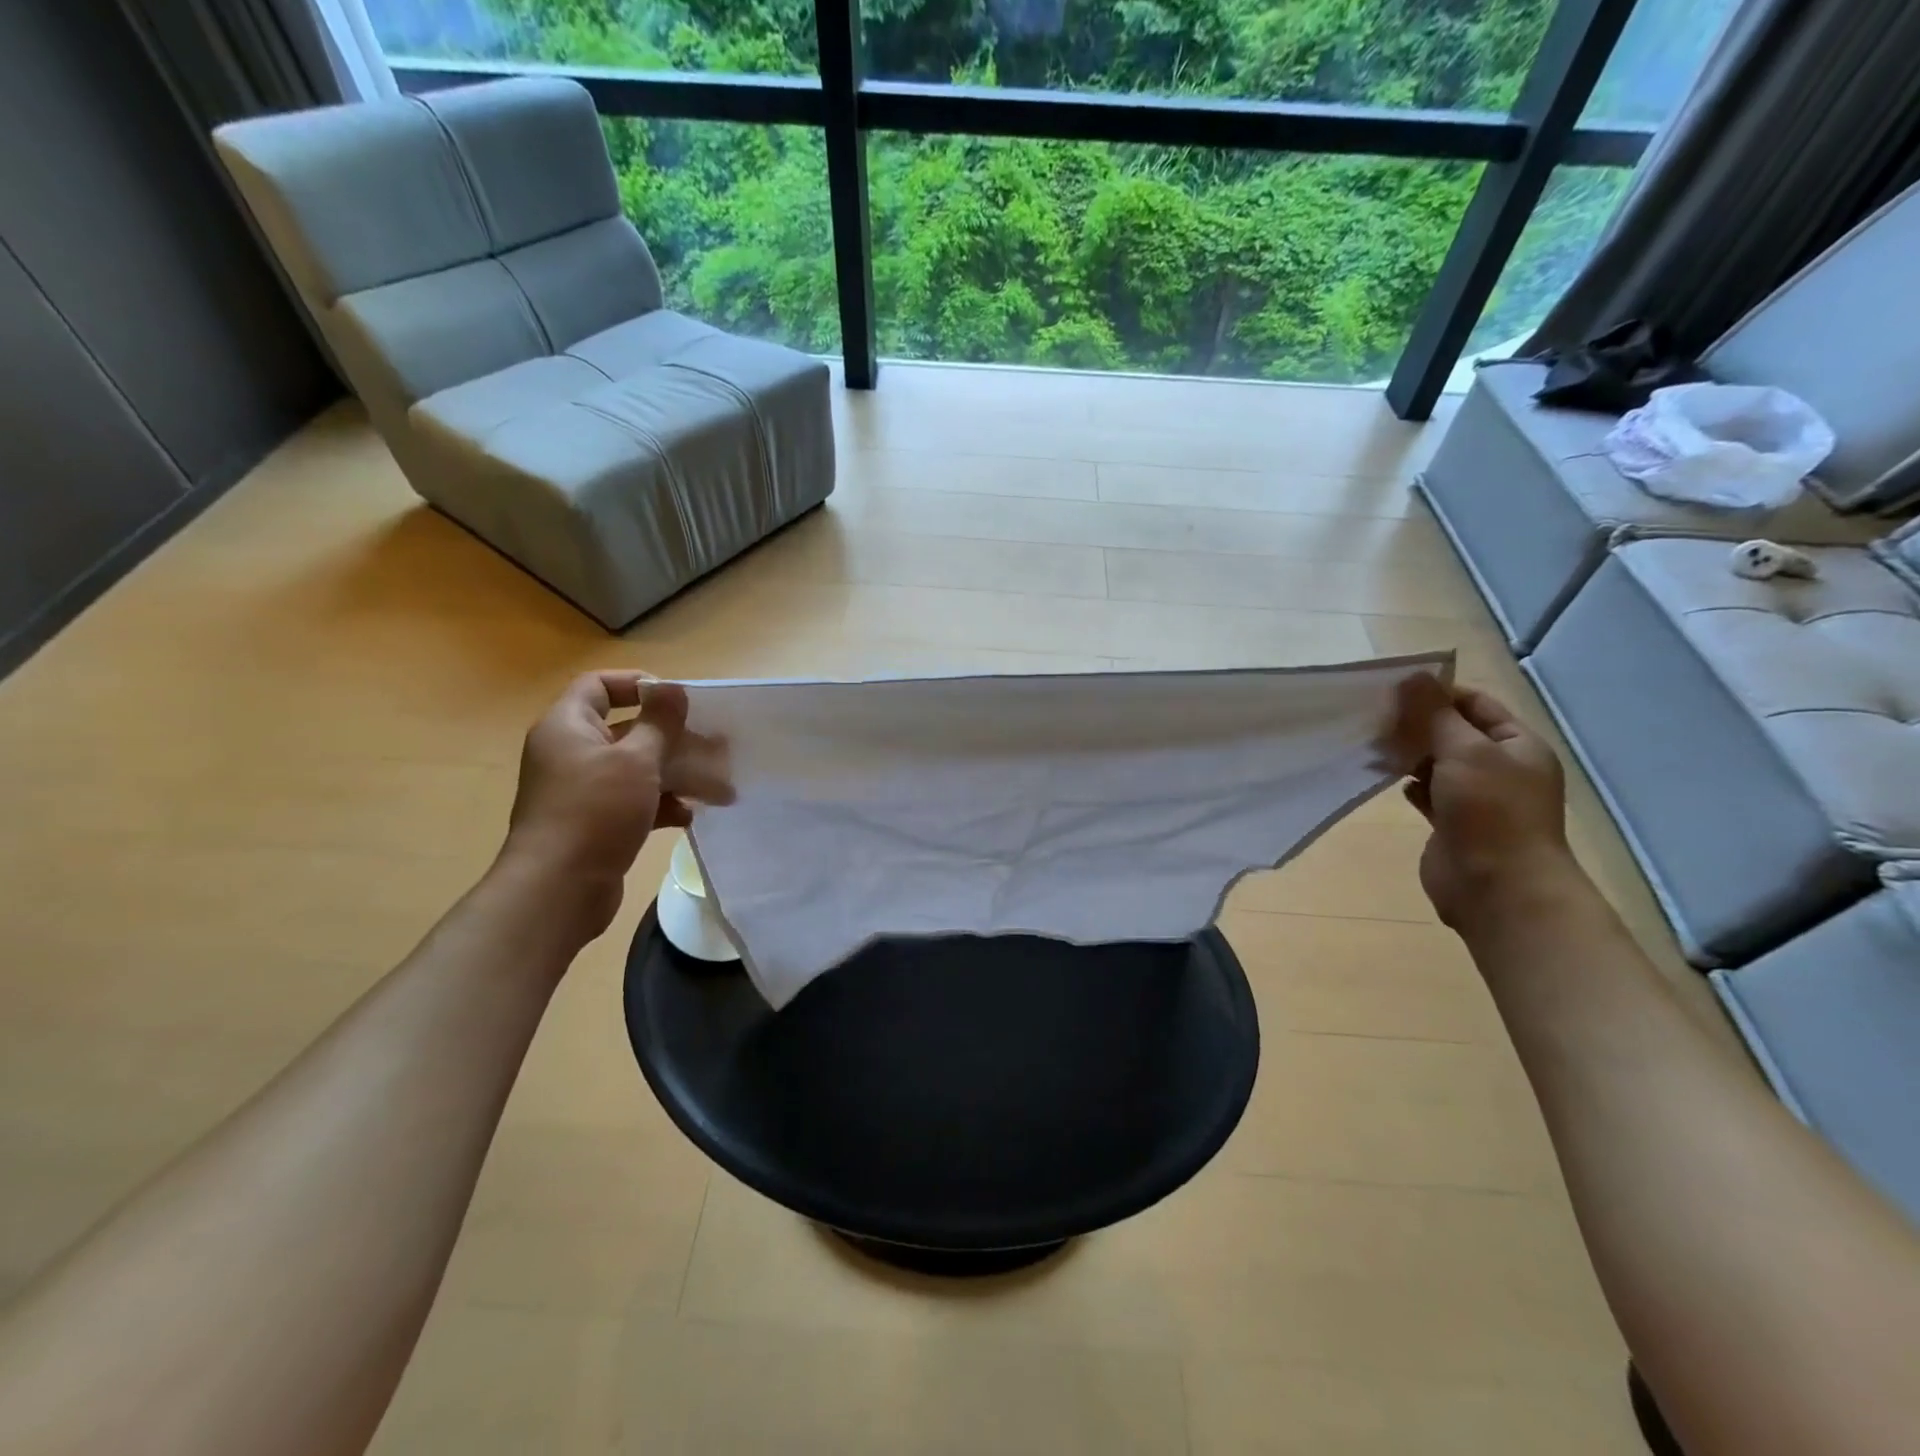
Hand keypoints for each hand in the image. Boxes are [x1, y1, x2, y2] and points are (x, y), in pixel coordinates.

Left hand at [499, 672, 731, 938]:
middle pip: (627, 729)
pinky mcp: (595, 822)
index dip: (638, 684)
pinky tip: (689, 815)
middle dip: (674, 738)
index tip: (678, 700)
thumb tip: (673, 688)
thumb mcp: (636, 760)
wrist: (559, 888)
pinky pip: (634, 801)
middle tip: (715, 746)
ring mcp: (582, 790)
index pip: (599, 685)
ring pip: (636, 768)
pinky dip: (661, 804)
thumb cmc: (596, 811)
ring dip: (676, 774)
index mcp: (568, 726)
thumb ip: (659, 722)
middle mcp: (571, 752)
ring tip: (718, 786)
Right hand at [1392, 676, 1578, 930]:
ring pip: (1437, 763)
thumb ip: (1435, 715)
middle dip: (1417, 724)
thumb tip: (1412, 677)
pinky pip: (1427, 792)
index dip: (1438, 694)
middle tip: (1375, 717)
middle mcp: (1500, 767)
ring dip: (1409, 754)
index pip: (1476, 704)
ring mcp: (1476, 797)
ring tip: (1373, 746)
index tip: (1393, 690)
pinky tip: (1386, 778)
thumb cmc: (1490, 811)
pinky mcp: (1453, 823)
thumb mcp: (1465, 752)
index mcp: (1518, 745)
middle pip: (1453, 733)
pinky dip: (1408, 783)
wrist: (1497, 887)